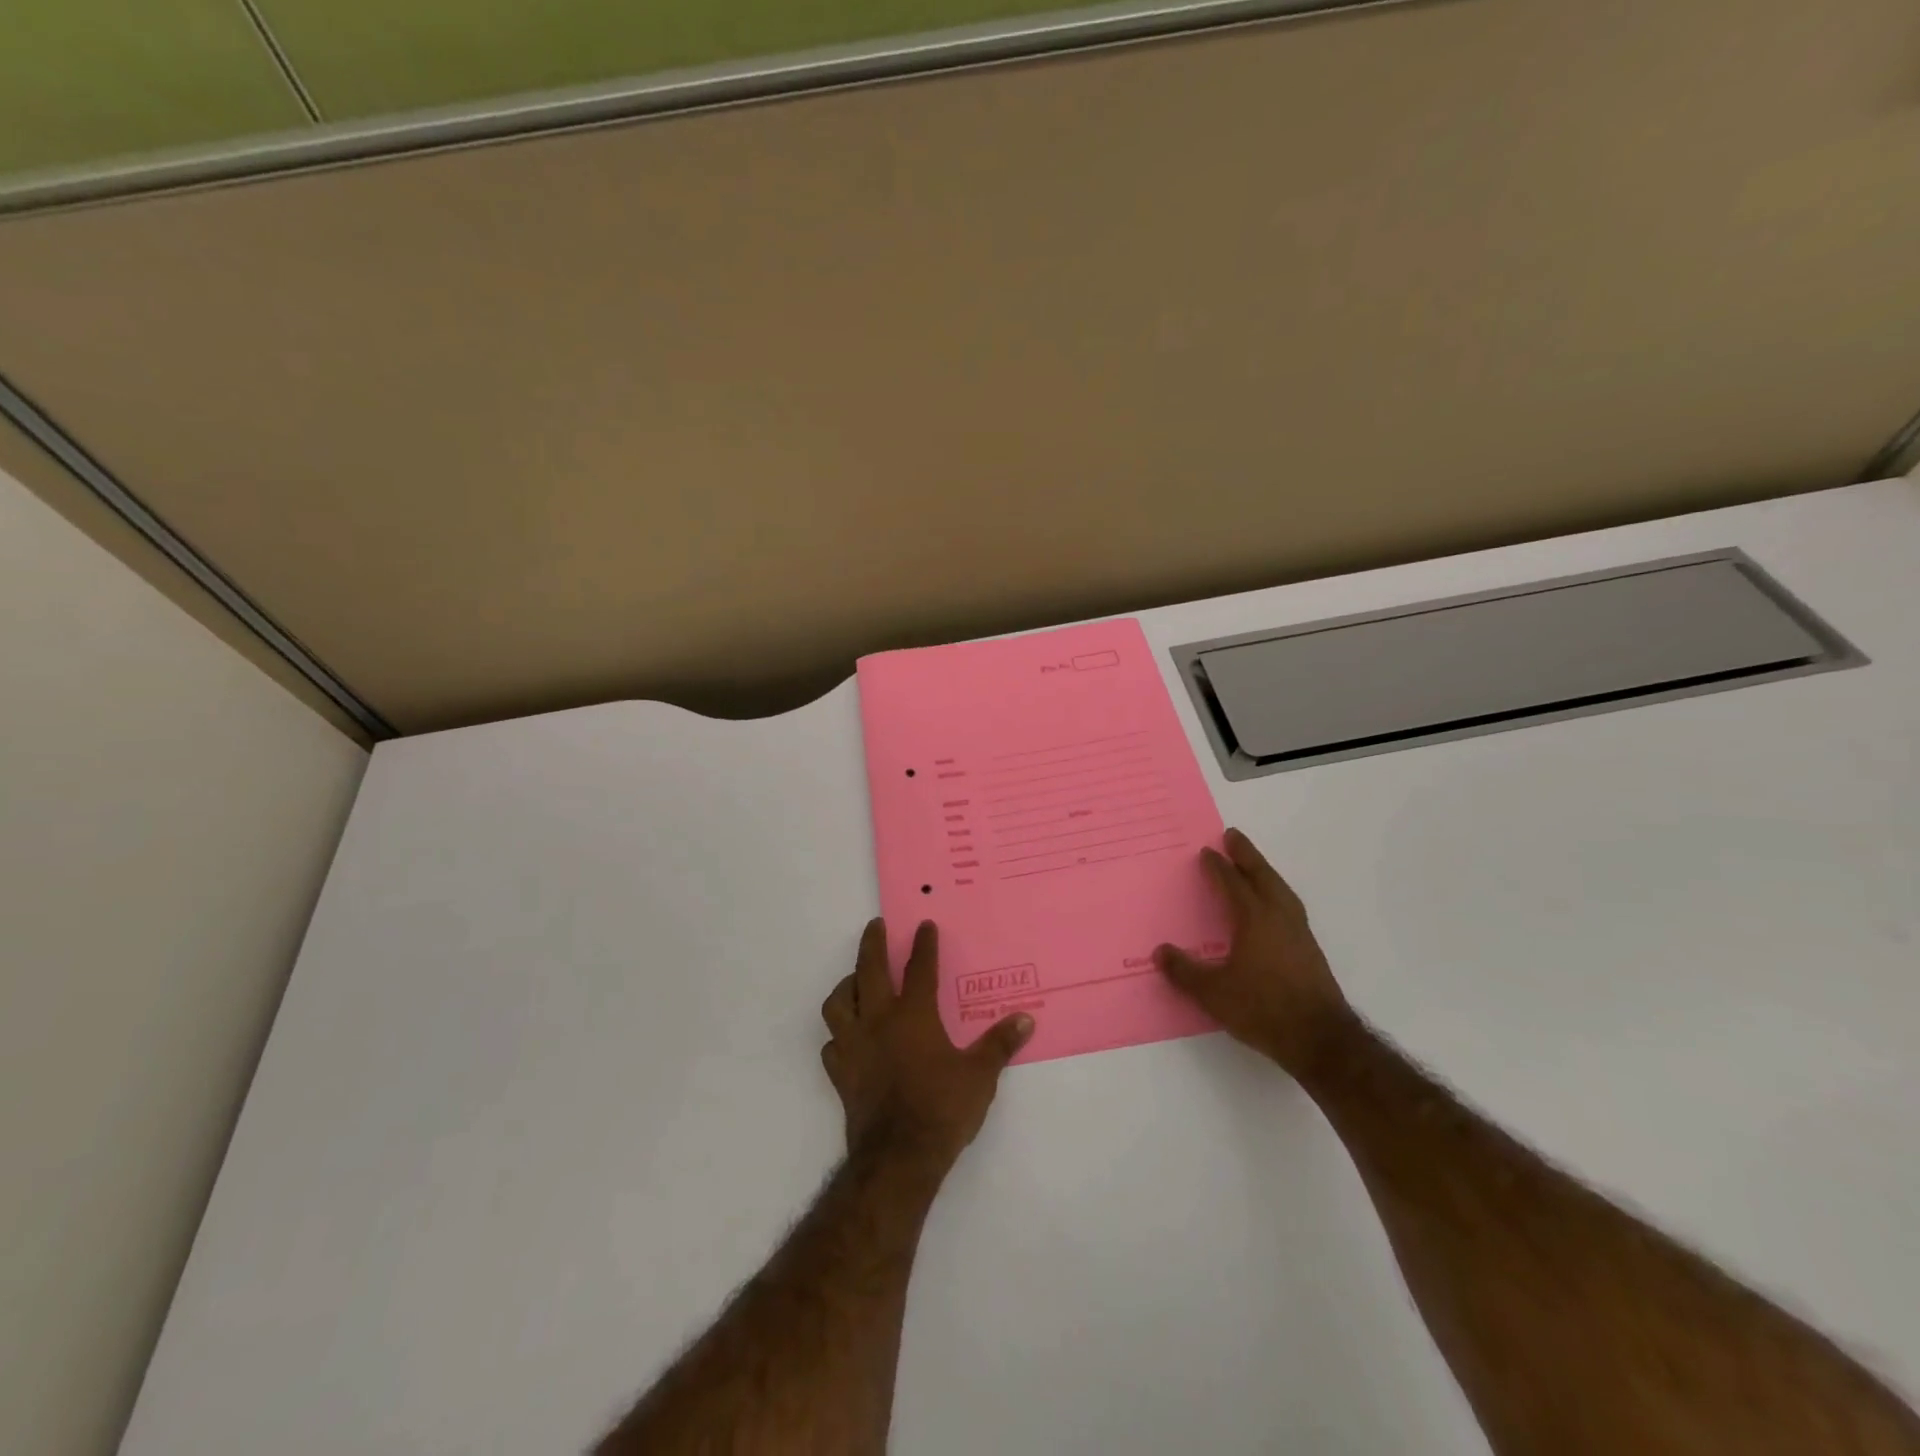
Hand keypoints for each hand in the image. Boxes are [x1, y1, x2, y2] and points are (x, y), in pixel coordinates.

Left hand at [820, 919, 1033, 1168]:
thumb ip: (999, 1044)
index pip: (919, 969)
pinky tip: (846, 1037)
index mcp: (913, 1015)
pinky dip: (838, 1035)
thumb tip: (1025, 1020)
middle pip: (869, 970)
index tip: (925, 925)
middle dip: (872, 943)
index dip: (923, 945)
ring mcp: (855, 1046)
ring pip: (838, 1003)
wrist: (898, 1158)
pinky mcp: (841, 1074)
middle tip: (875, 926)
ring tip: (855, 980)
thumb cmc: (942, 1109)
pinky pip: (832, 1045)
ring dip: (846, 986)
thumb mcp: (980, 1076)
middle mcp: (879, 1021)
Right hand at [1155, 828, 1355, 1075]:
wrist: (1320, 1039)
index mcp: (1254, 918)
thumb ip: (1185, 971)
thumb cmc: (1263, 1008)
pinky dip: (1276, 892)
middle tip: (1233, 836)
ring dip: (1265, 871)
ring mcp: (1299, 932)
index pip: (1233, 883)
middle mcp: (1279, 916)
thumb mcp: (1213, 993)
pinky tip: (1271, 905)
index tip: (1206, 852)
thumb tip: (1160, 953)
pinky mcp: (1309, 949)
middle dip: (1246, 855)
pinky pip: (1288, 905)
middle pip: (1262, 875)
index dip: (1218, 867)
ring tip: (1253, 864)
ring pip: (1280, 889)